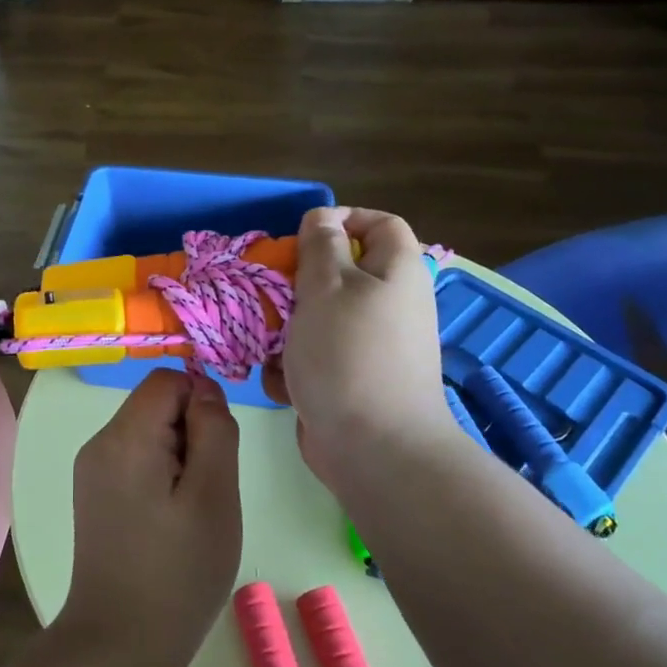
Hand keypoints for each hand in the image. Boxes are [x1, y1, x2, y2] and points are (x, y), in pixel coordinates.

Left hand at [61, 369, 241, 666]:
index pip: (168, 380)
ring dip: (179, 458)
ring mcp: (91, 472)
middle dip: (191, 434)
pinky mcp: (94, 497)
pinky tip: (169, 522)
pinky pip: (135, 461)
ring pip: (148, 434)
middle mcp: (99, 444)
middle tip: (206, 491)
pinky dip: (161, 477)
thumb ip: (215, 431)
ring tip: (189, 512)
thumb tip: (205, 390)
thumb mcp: (215, 495)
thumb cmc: (178, 571)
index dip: (201, 403)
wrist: (120, 644)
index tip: (217, 453)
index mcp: (124, 436)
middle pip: (155, 405)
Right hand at [264, 207, 454, 485]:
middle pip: (340, 274)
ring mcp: (370, 347)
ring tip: (270, 346)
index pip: (380, 224)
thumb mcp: (327, 286)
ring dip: (288, 331)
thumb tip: (323, 219)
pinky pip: (318, 358)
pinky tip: (284, 384)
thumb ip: (321, 246)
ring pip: (319, 320)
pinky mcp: (351, 381)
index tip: (302, 237)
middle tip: (271, 295)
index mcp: (396, 273)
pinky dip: (296, 368)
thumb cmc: (348, 354)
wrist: (373, 447)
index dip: (344, 219)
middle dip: (298, 285)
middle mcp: (389, 306)